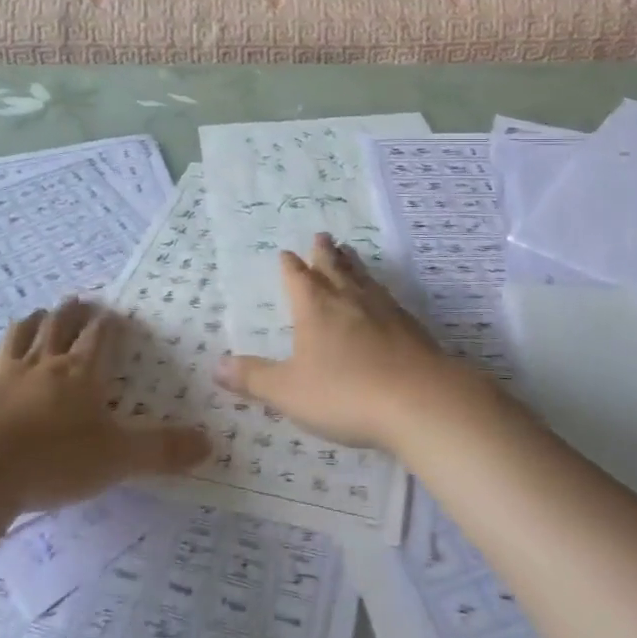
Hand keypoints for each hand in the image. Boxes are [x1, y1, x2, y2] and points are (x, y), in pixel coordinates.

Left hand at [0, 299, 209, 513]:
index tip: (113, 313)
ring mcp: (2, 374)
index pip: (98, 337)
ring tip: (37, 312)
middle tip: (77, 300)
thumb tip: (210, 443)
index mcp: (79, 373)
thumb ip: (162, 451)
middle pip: (58, 327)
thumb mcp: (117, 459)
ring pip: (19, 336)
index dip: (108, 325)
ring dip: (31, 322)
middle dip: (70, 312)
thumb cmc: (53, 461)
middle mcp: (42, 364)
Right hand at [214, 234, 488, 451]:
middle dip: (324, 253)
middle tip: (322, 236)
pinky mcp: (410, 327)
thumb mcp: (288, 391)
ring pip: (363, 278)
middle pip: (334, 268)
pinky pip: (388, 298)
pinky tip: (383, 296)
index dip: (291, 267)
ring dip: (353, 264)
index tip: (286, 253)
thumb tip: (217, 365)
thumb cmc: (345, 393)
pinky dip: (379, 290)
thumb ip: (254, 378)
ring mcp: (383, 310)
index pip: (298, 278)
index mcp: (315, 308)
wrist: (419, 400)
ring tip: (350, 252)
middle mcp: (349, 300)